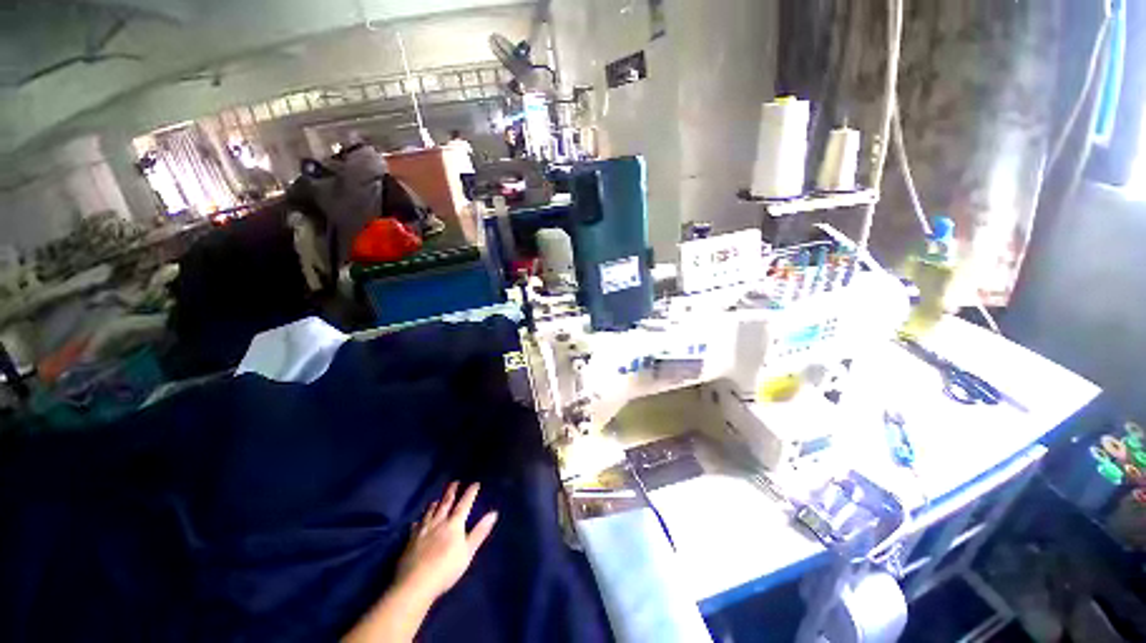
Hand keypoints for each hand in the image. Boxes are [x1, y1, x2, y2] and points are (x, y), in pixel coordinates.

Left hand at [395, 482, 497, 602]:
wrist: (415, 583)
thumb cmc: (446, 569)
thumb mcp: (468, 551)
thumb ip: (480, 532)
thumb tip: (494, 513)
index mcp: (454, 524)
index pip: (464, 504)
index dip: (470, 493)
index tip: (475, 483)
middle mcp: (438, 522)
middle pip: (445, 503)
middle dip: (451, 492)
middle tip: (455, 482)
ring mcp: (423, 531)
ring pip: (430, 512)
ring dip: (435, 504)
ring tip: (437, 499)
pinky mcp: (410, 541)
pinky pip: (416, 526)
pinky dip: (419, 521)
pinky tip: (417, 522)